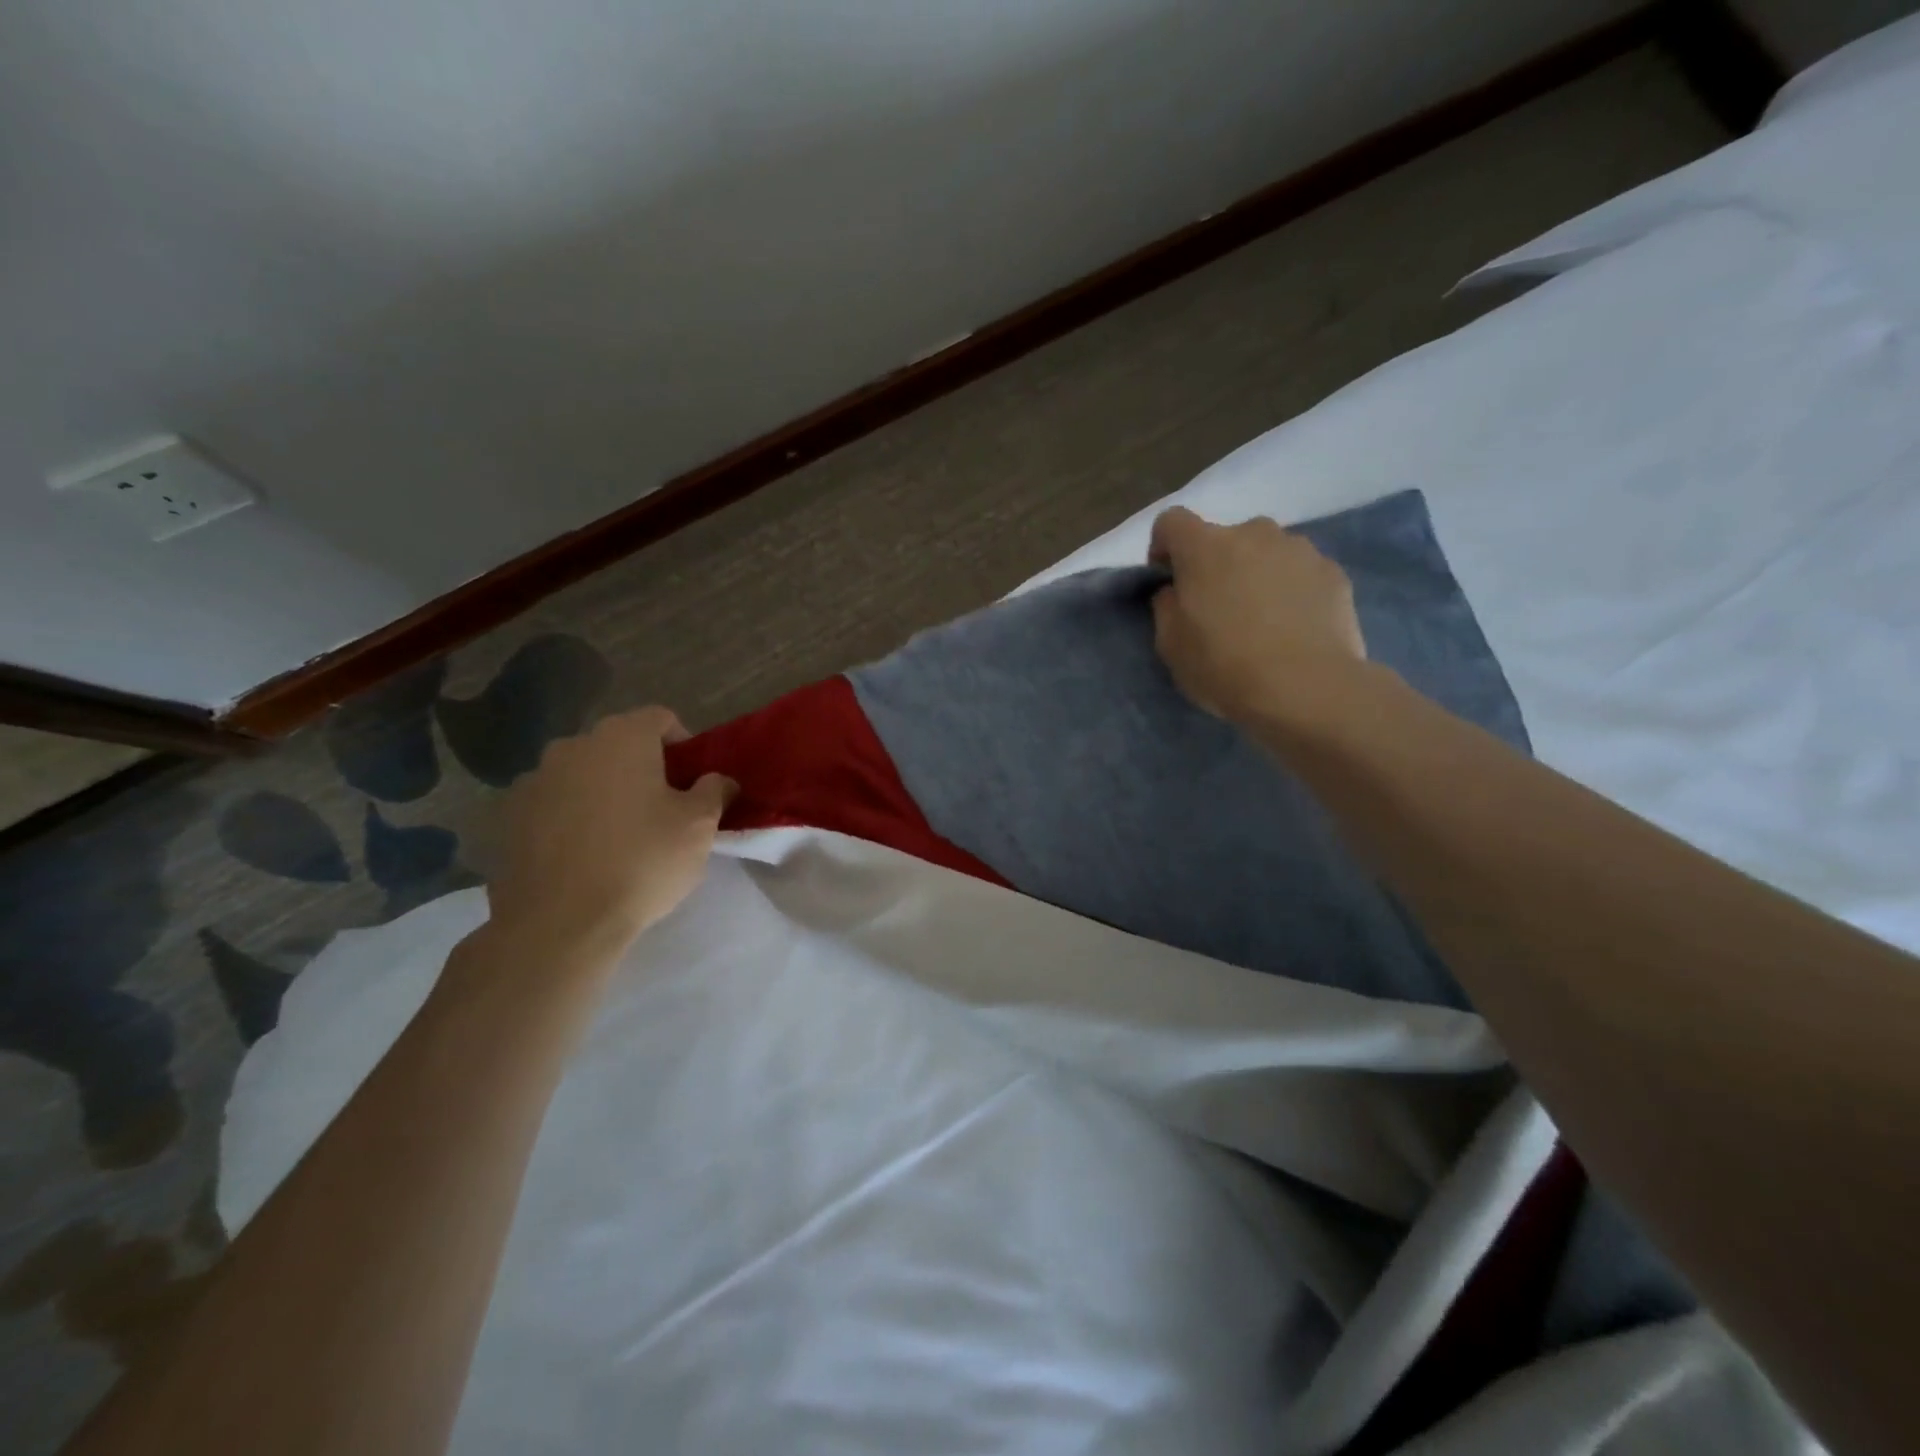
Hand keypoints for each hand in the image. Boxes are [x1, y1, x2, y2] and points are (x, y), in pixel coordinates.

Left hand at [484, 707, 734, 963]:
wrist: (559, 923)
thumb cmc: (642, 861)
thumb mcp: (699, 826)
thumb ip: (714, 791)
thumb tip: (718, 780)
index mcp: (622, 737)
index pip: (661, 719)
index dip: (684, 746)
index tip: (693, 784)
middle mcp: (573, 746)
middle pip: (620, 745)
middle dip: (643, 769)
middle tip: (663, 811)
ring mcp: (534, 780)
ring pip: (585, 775)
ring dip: (605, 792)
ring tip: (620, 837)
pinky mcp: (509, 817)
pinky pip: (554, 804)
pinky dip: (572, 818)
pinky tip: (584, 856)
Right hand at [1149, 507, 1366, 725]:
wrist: (1306, 688)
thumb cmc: (1224, 666)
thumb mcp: (1171, 645)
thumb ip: (1166, 607)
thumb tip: (1176, 591)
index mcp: (1204, 547)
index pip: (1172, 521)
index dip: (1164, 546)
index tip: (1168, 578)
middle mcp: (1253, 533)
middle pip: (1225, 537)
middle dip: (1217, 564)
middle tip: (1219, 607)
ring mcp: (1299, 549)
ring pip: (1267, 552)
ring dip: (1257, 573)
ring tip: (1262, 619)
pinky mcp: (1334, 572)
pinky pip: (1301, 572)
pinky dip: (1293, 590)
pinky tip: (1294, 628)